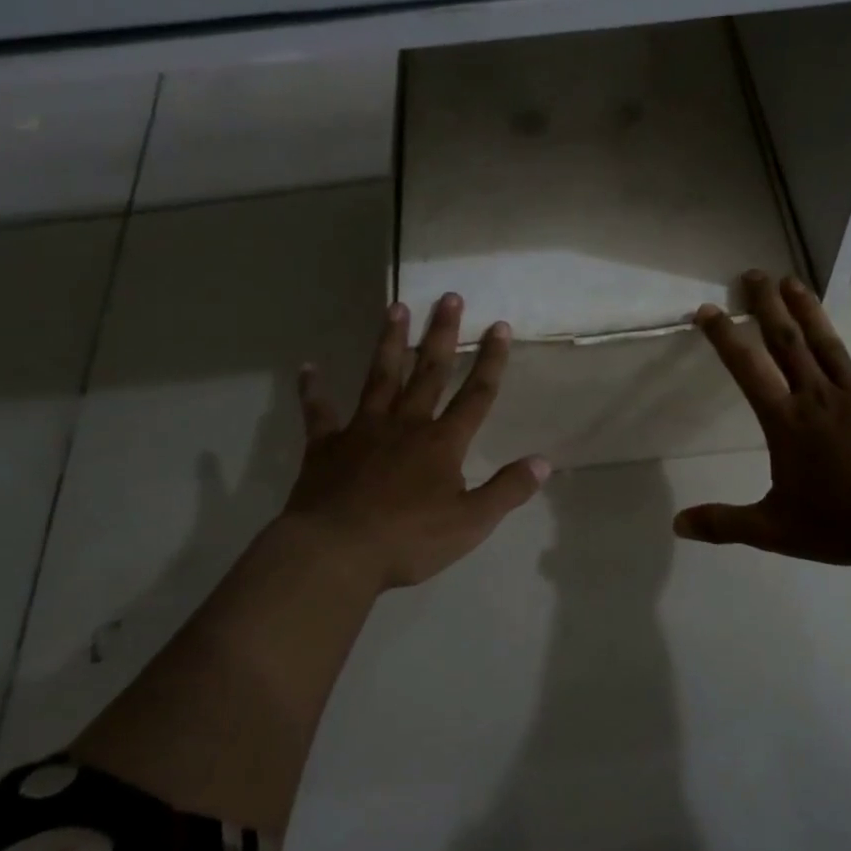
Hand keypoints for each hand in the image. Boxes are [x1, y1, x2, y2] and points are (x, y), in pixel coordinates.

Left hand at [283, 294, 548, 590]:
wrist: (337, 552)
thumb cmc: (409, 540)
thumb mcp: (471, 522)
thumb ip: (508, 490)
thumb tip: (543, 462)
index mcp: (442, 443)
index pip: (476, 395)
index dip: (490, 361)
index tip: (498, 326)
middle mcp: (405, 425)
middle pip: (429, 372)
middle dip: (442, 335)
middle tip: (449, 297)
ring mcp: (363, 431)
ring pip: (380, 378)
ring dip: (390, 343)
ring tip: (395, 307)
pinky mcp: (326, 447)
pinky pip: (318, 412)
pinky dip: (312, 390)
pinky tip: (307, 367)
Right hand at [676, 271, 850, 566]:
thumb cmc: (840, 523)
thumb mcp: (772, 530)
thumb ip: (723, 524)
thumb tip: (677, 524)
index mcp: (786, 422)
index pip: (747, 370)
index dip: (725, 337)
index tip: (708, 309)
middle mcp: (817, 397)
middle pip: (787, 343)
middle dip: (768, 307)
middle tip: (754, 274)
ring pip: (827, 343)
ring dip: (808, 310)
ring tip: (792, 280)